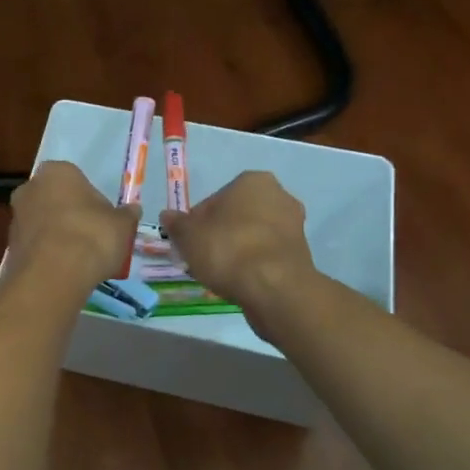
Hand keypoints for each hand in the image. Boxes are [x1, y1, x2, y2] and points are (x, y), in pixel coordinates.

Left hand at [4, 161, 138, 294]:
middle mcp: (30, 188)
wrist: (54, 275)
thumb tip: (133, 210)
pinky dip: (47, 255)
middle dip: (69, 214)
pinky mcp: (9, 247)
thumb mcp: (121, 225)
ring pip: (42, 223)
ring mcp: (16, 218)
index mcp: (56, 172)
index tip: (102, 218)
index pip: (75, 178)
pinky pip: (35, 246)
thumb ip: (126, 215)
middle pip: (54, 199)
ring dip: (56, 235)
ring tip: (78, 259)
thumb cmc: (91, 236)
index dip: (90, 198)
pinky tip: (63, 271)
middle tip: (90, 236)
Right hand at [161, 171, 317, 338]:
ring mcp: (294, 225)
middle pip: (237, 215)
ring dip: (238, 249)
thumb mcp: (188, 236)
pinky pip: (267, 254)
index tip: (190, 242)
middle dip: (221, 233)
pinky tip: (240, 280)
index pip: (215, 199)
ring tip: (220, 272)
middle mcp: (279, 195)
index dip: (197, 222)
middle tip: (203, 257)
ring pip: (253, 235)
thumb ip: (176, 224)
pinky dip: (254, 264)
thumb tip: (168, 216)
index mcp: (252, 181)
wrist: (274, 288)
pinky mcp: (301, 253)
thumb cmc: (227, 249)